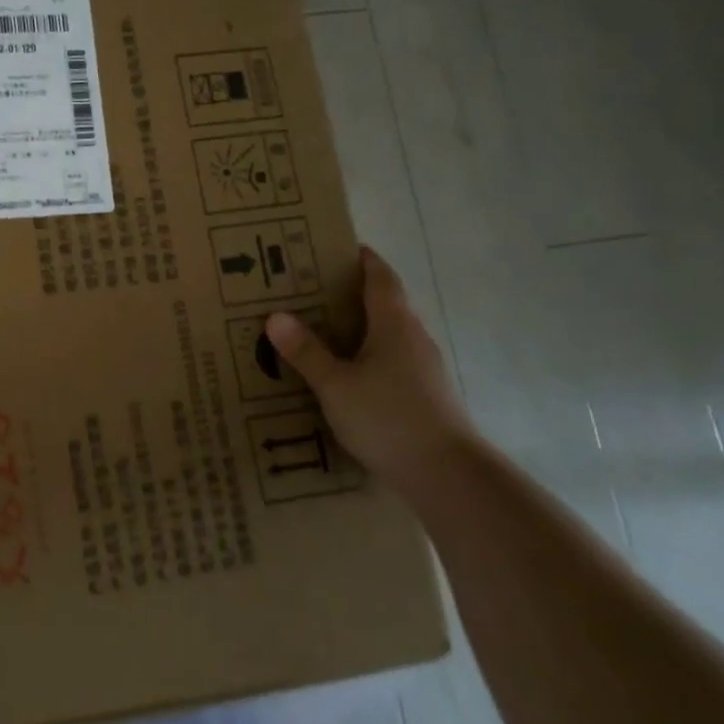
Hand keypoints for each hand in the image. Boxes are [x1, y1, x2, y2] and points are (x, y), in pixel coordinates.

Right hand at [266, 246, 478, 485]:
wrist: (448, 475)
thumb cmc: (388, 417)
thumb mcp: (335, 384)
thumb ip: (306, 351)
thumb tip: (275, 316)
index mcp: (394, 323)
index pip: (380, 276)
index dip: (361, 259)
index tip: (335, 248)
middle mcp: (414, 337)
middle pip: (385, 303)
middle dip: (351, 293)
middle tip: (311, 291)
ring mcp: (425, 368)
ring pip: (389, 335)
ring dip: (360, 327)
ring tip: (322, 332)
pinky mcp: (427, 395)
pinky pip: (392, 361)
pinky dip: (369, 356)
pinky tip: (346, 375)